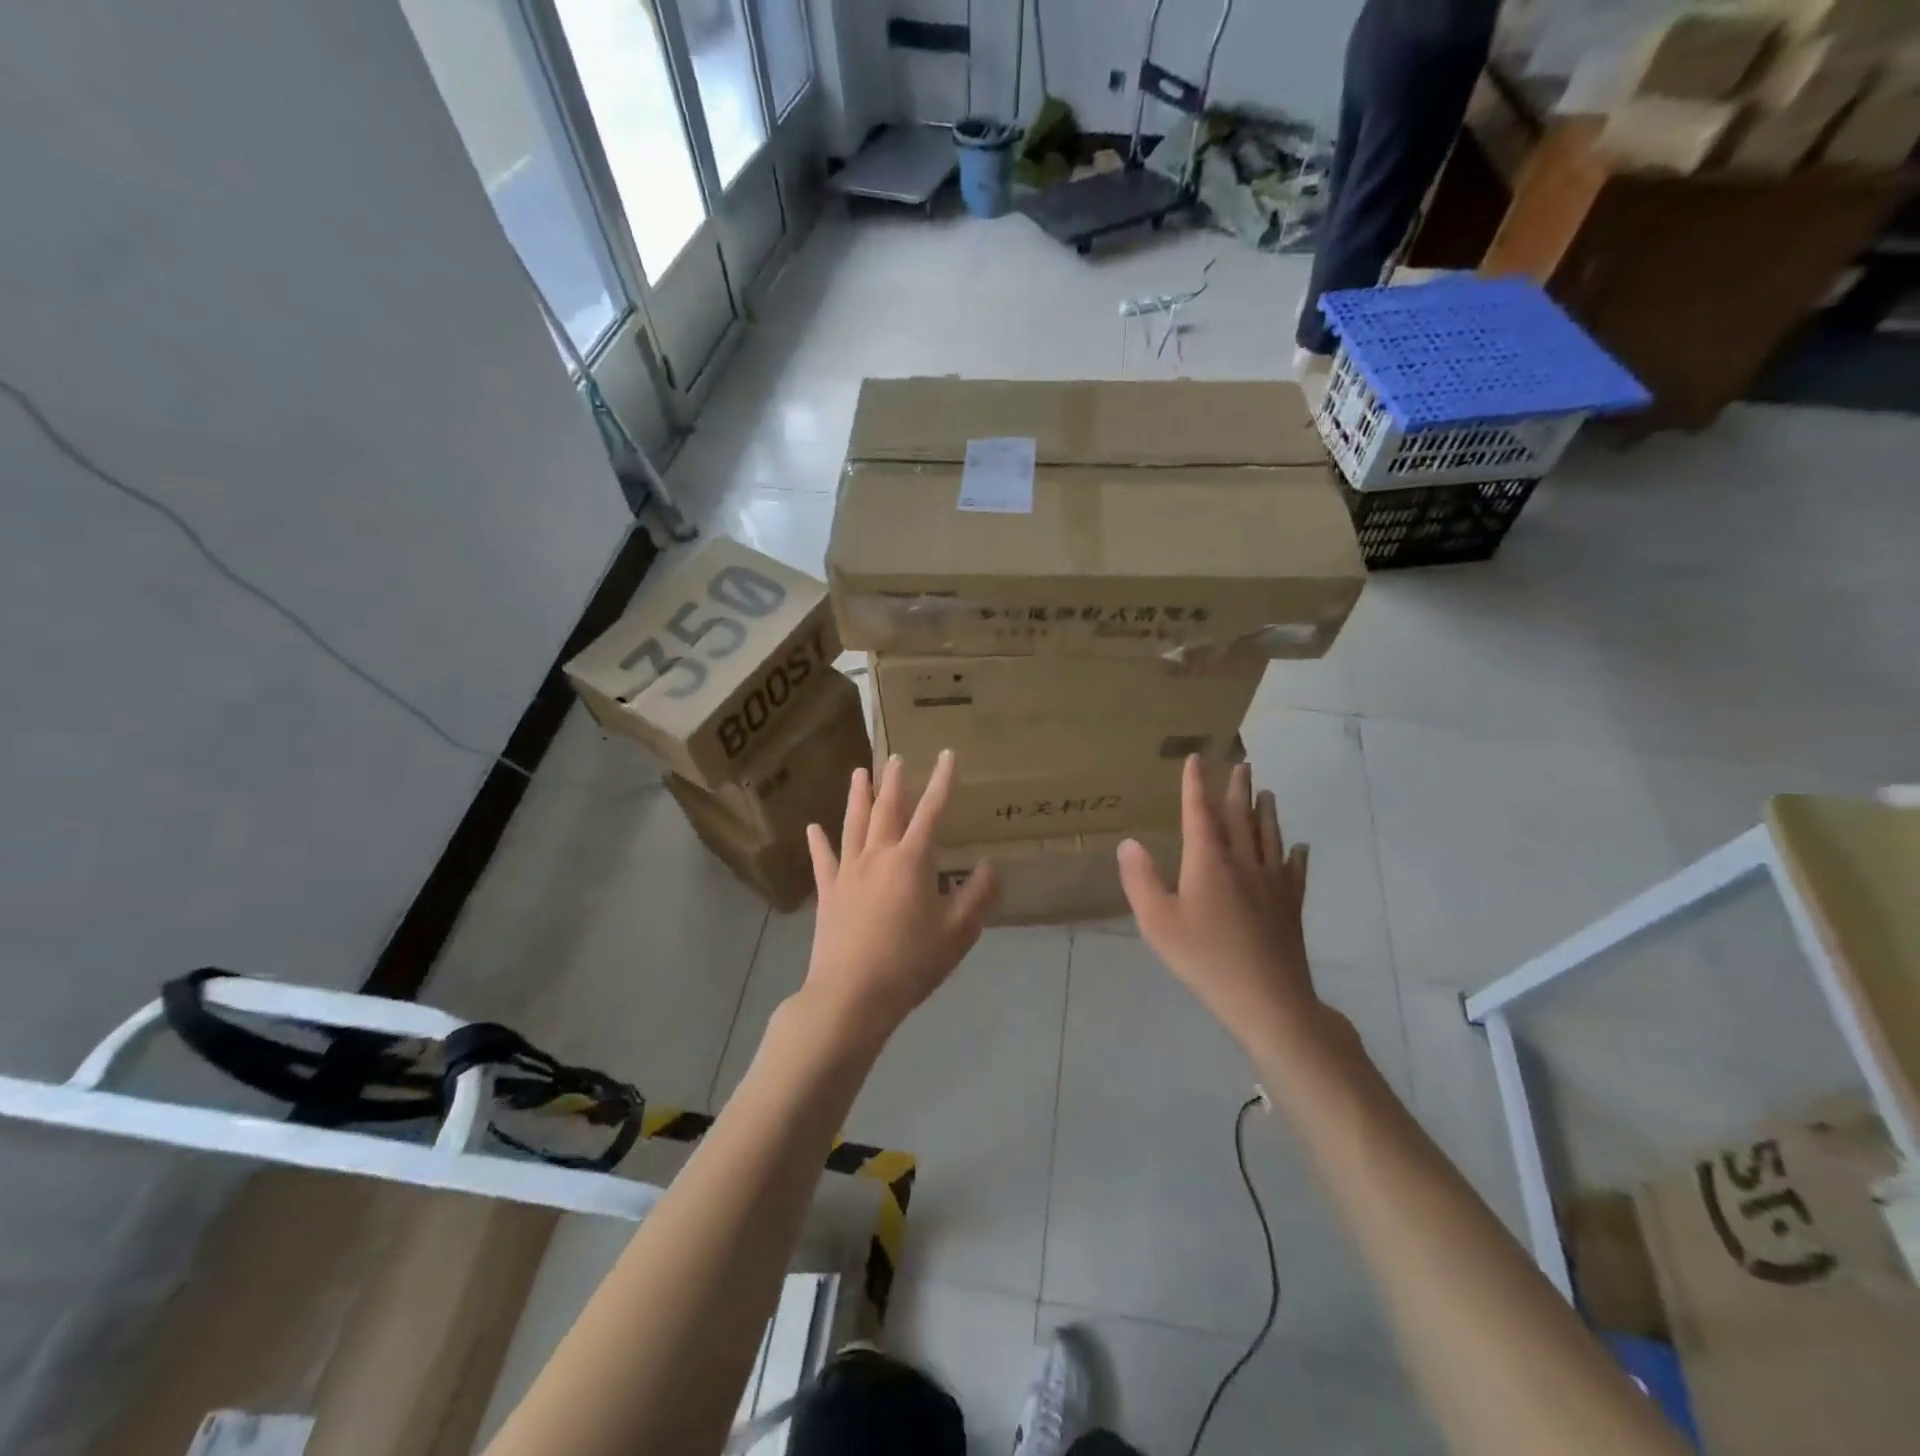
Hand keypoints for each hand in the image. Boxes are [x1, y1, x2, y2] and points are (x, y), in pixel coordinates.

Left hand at [803, 750, 997, 1046]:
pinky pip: (823, 860)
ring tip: (859, 773)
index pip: (931, 811)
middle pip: (887, 809)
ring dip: (857, 797)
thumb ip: (977, 896)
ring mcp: (848, 872)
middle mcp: (878, 855)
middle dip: (895, 781)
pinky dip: (818, 842)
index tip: (947, 755)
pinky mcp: (827, 893)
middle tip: (896, 757)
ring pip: (854, 824)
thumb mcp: (957, 933)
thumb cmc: (910, 963)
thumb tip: (989, 866)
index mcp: (911, 860)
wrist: (852, 995)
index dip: (941, 781)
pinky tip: (813, 828)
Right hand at [1118, 757, 1324, 1052]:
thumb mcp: (1158, 922)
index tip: (1197, 759)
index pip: (1199, 812)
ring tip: (1267, 792)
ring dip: (1267, 812)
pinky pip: (1295, 870)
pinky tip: (1300, 848)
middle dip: (1237, 788)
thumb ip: (1141, 879)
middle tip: (1242, 763)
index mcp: (1208, 861)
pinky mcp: (1291, 905)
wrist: (1267, 999)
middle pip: (1240, 817)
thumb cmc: (1205, 958)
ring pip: (1270, 837)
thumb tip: (1130, 842)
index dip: (1196, 784)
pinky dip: (1296, 854)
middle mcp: (1243, 862)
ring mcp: (1272, 883)